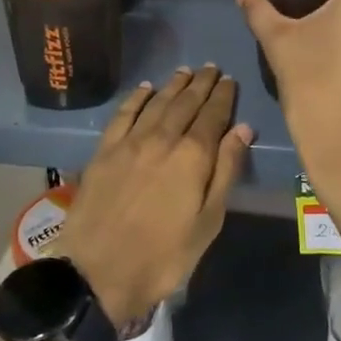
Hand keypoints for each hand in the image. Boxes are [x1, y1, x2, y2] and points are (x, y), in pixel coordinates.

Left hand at [56, 65, 252, 328]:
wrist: (98, 272)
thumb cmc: (163, 256)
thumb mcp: (207, 223)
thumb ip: (225, 171)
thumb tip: (243, 129)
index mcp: (192, 157)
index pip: (213, 116)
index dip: (223, 96)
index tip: (230, 80)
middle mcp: (162, 138)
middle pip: (185, 103)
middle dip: (201, 84)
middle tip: (212, 68)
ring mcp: (130, 142)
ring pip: (157, 103)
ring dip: (173, 85)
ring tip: (186, 71)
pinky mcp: (104, 150)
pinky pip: (124, 113)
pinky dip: (137, 97)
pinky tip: (145, 89)